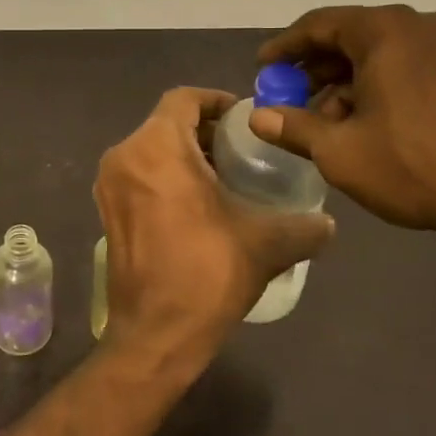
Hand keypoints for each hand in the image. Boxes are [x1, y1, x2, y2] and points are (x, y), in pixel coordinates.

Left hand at [93, 87, 334, 367]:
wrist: (155, 336)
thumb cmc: (206, 274)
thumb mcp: (264, 243)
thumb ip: (303, 226)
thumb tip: (328, 223)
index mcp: (156, 147)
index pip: (184, 99)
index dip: (216, 101)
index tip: (244, 118)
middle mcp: (124, 156)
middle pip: (166, 123)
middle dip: (204, 131)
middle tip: (242, 150)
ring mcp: (109, 184)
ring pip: (150, 149)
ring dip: (185, 154)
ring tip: (225, 177)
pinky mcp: (106, 211)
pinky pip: (139, 174)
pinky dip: (165, 176)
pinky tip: (198, 204)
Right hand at [250, 6, 435, 237]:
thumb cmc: (414, 165)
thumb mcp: (339, 151)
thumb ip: (293, 127)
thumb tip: (258, 118)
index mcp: (385, 30)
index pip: (319, 25)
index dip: (285, 47)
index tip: (263, 67)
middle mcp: (419, 25)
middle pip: (351, 36)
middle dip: (316, 68)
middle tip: (290, 97)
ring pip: (381, 53)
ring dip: (347, 81)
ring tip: (327, 121)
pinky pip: (409, 64)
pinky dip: (380, 85)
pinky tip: (367, 123)